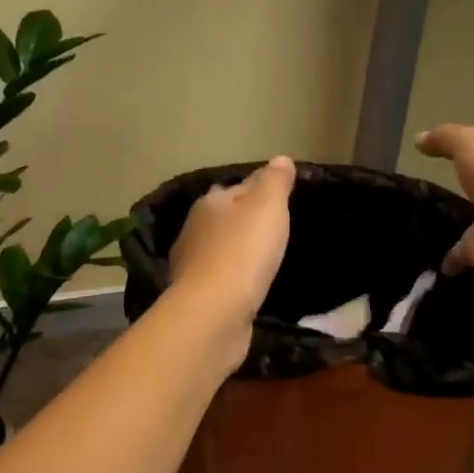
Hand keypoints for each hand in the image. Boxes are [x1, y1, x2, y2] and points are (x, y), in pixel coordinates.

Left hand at [169, 156, 295, 330]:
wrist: (215, 312)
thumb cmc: (244, 252)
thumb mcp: (268, 207)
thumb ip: (275, 182)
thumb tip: (281, 159)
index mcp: (211, 203)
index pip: (238, 187)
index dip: (261, 190)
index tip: (282, 198)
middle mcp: (194, 229)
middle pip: (225, 217)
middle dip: (245, 221)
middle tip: (276, 229)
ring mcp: (191, 264)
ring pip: (220, 248)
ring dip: (238, 251)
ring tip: (264, 258)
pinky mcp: (197, 296)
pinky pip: (220, 278)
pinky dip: (234, 277)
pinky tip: (249, 284)